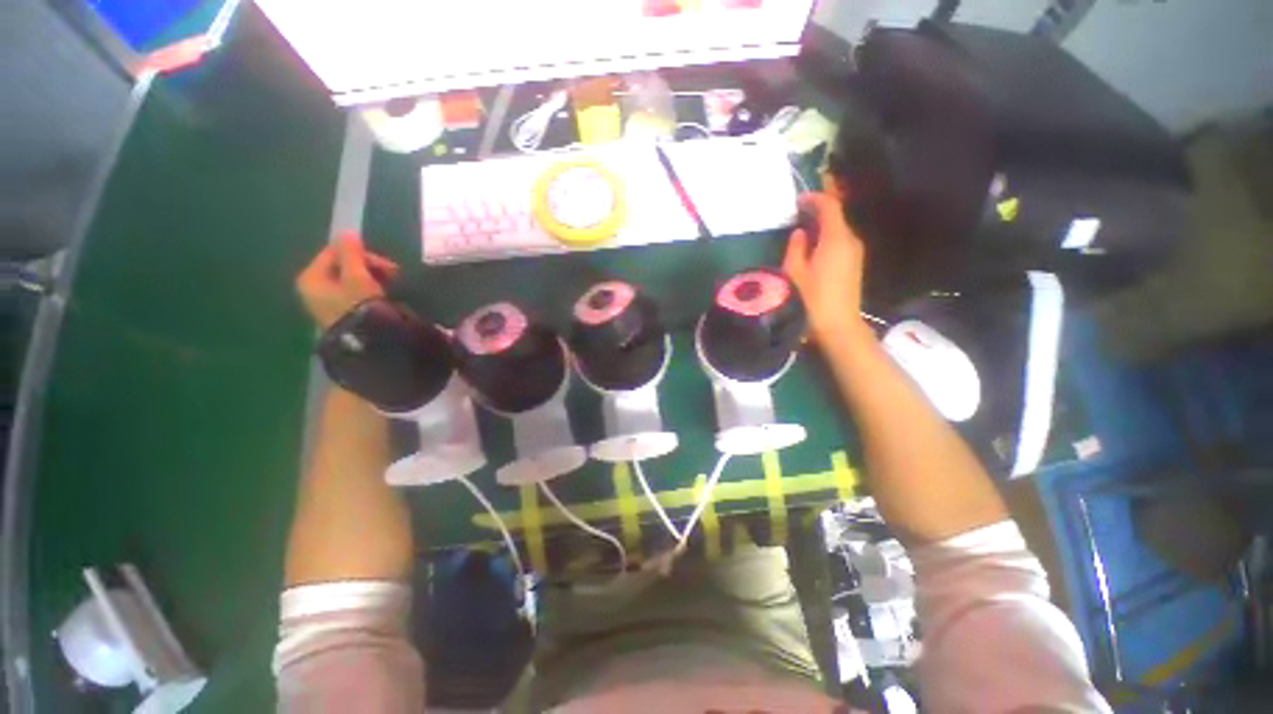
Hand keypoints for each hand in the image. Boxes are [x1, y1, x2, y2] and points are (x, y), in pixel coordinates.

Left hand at [296, 233, 398, 328]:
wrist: (366, 340)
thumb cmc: (358, 305)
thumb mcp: (356, 275)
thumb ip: (351, 253)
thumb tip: (347, 232)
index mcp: (311, 276)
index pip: (335, 252)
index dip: (361, 254)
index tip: (386, 264)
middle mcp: (314, 287)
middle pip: (342, 265)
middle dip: (369, 266)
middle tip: (394, 274)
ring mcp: (327, 301)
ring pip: (350, 279)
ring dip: (372, 277)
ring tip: (392, 285)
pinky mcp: (342, 312)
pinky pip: (354, 292)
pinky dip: (369, 290)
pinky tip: (383, 295)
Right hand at [783, 192, 867, 342]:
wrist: (838, 325)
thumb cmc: (812, 299)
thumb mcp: (794, 273)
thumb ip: (796, 248)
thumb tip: (800, 232)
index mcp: (836, 239)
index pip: (830, 206)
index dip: (815, 198)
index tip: (799, 199)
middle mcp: (850, 241)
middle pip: (837, 216)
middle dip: (819, 209)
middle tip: (799, 210)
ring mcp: (856, 252)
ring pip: (839, 229)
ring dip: (823, 224)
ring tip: (803, 226)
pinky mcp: (855, 264)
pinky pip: (841, 241)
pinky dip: (828, 236)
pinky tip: (814, 245)